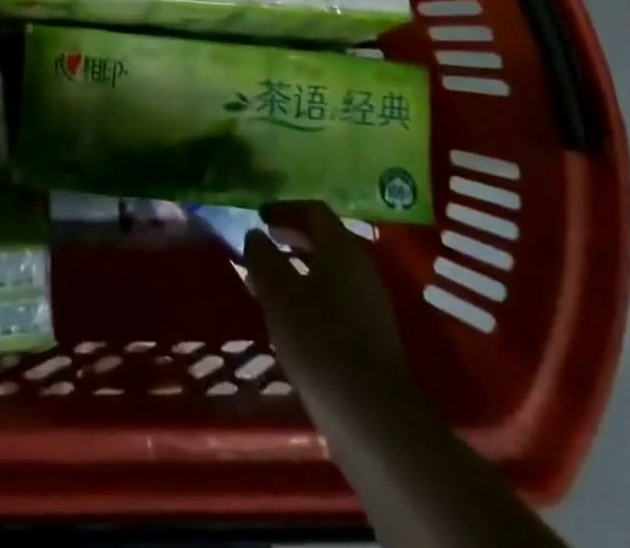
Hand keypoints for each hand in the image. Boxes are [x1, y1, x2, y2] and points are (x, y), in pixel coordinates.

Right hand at [243, 202, 424, 430]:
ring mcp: (371, 306)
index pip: (314, 211)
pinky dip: (311, 296)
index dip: (284, 209)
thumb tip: (255, 235)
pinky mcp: (372, 339)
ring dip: (300, 268)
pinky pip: (337, 300)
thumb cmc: (320, 342)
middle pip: (326, 240)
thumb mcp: (279, 294)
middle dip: (293, 237)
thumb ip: (263, 258)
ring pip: (331, 272)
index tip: (259, 216)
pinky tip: (292, 319)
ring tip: (270, 282)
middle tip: (264, 242)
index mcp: (342, 249)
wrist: (374, 419)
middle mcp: (362, 269)